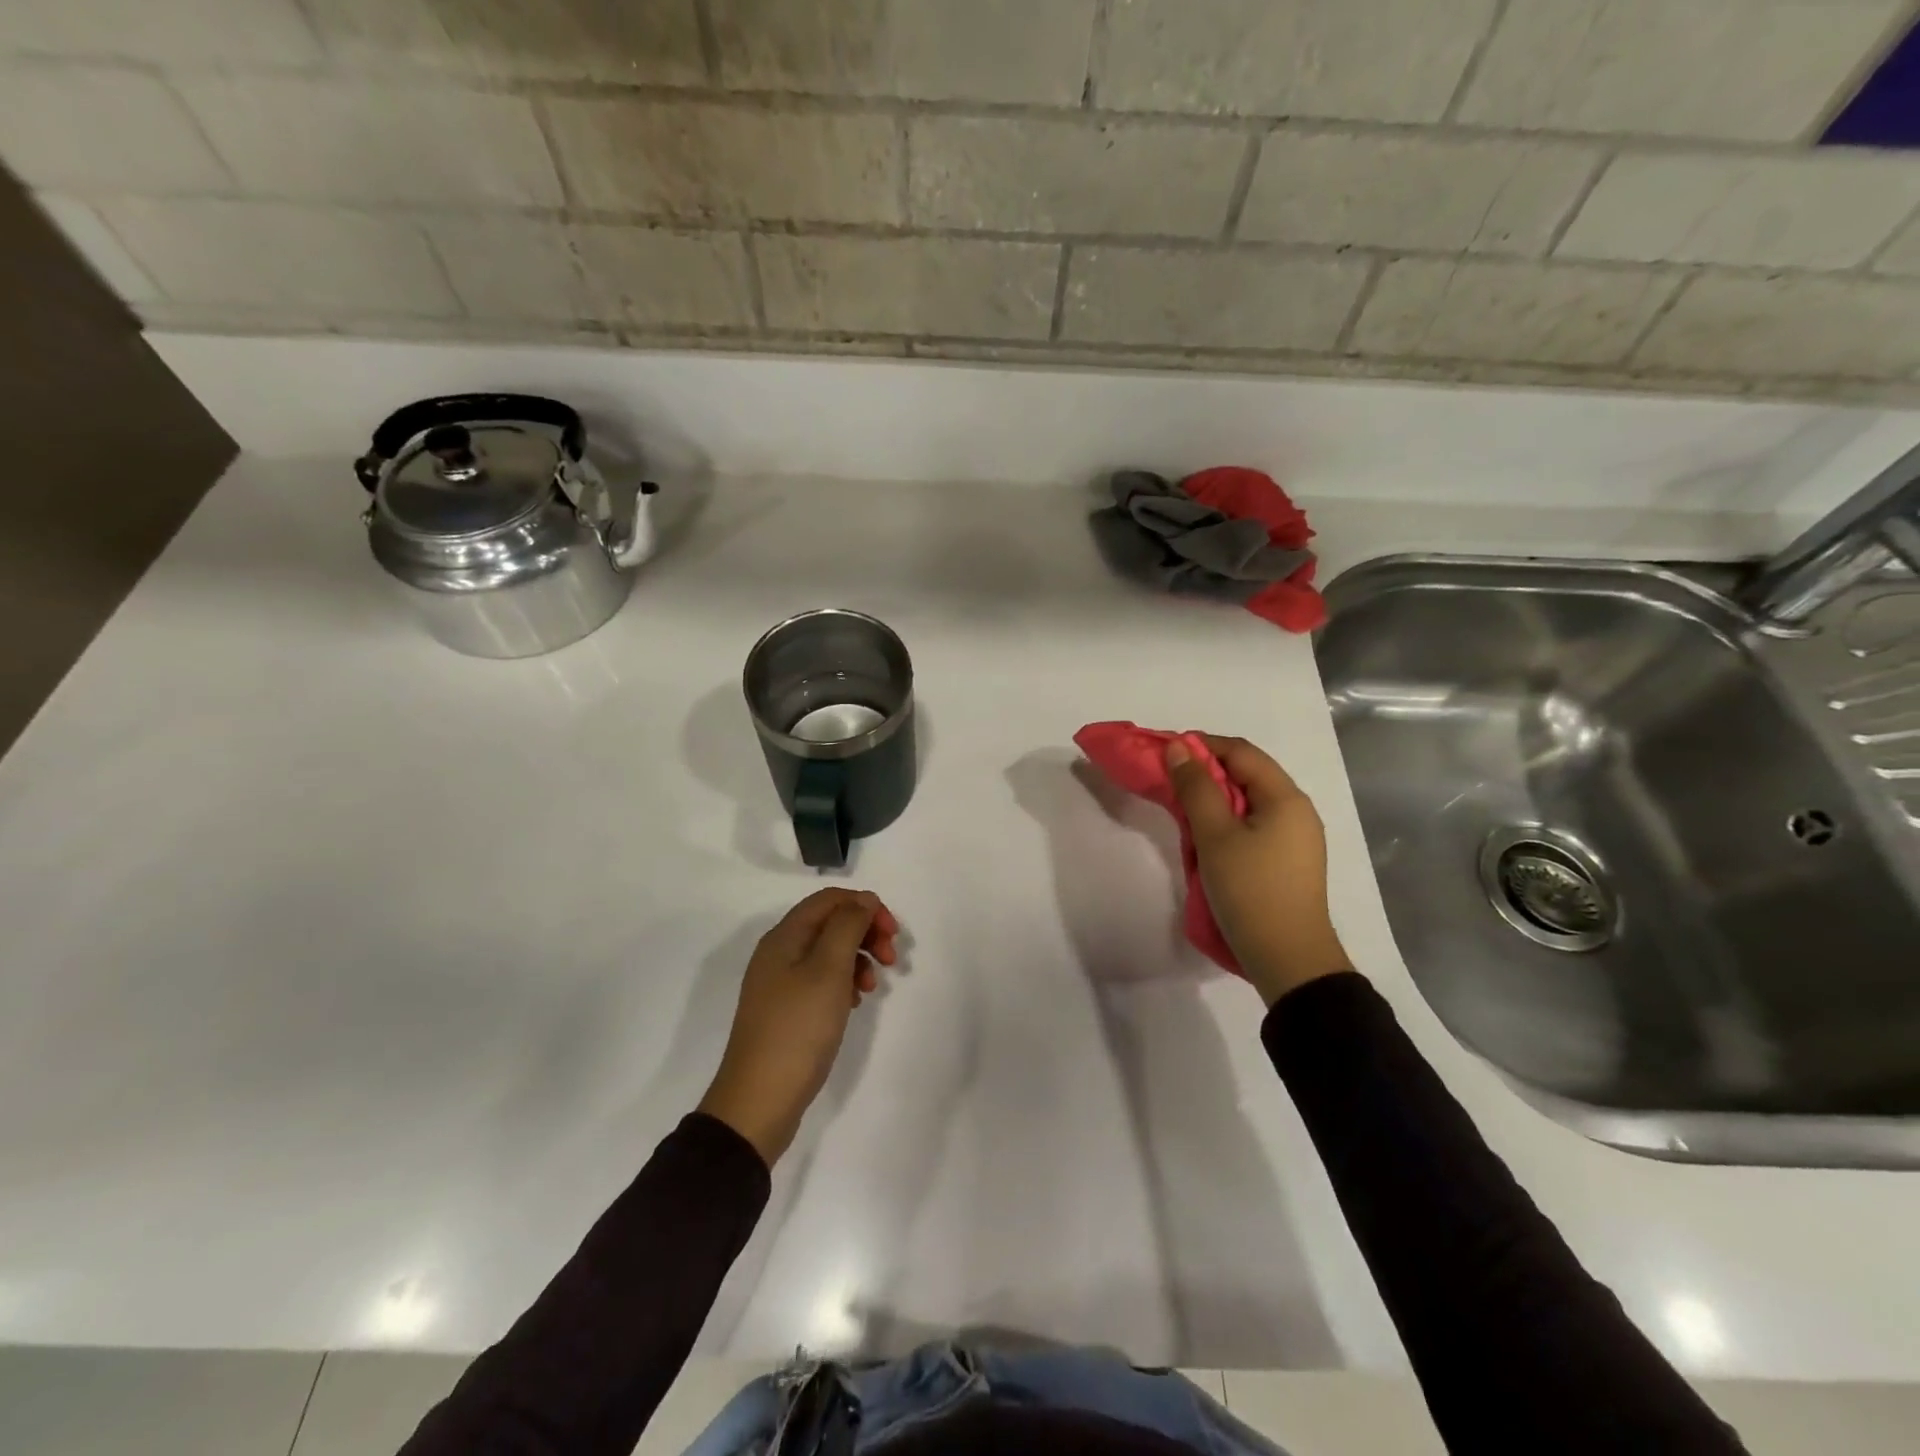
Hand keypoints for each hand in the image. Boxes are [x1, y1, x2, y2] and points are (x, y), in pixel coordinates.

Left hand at [697, 889, 899, 1165]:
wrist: (759, 1101)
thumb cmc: (798, 1029)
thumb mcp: (828, 970)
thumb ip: (848, 926)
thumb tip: (863, 899)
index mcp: (785, 937)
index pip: (830, 899)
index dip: (865, 907)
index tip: (892, 933)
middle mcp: (779, 952)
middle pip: (830, 923)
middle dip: (865, 933)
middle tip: (891, 959)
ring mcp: (780, 983)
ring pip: (828, 952)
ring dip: (858, 959)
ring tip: (872, 988)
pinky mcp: (786, 1010)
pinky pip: (821, 980)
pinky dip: (844, 982)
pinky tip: (854, 1003)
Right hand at [1166, 735, 1351, 1006]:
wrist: (1288, 959)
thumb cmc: (1250, 890)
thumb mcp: (1215, 836)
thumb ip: (1196, 788)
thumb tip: (1179, 748)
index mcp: (1286, 797)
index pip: (1241, 752)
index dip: (1202, 745)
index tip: (1166, 754)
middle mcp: (1297, 811)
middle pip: (1247, 774)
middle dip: (1206, 773)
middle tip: (1169, 783)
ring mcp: (1296, 838)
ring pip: (1249, 802)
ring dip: (1215, 799)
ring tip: (1183, 811)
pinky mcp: (1289, 862)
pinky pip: (1255, 826)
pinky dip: (1227, 822)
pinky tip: (1207, 839)